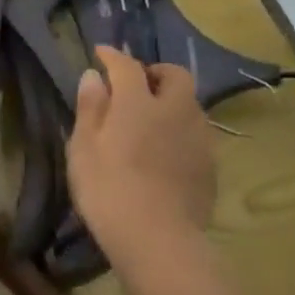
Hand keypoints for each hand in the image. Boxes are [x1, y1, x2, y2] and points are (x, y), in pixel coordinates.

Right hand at [67, 46, 215, 255]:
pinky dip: (181, 130)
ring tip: (152, 118)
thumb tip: (93, 76)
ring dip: (172, 100)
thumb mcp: (84, 149)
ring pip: (190, 103)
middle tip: (136, 85)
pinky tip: (167, 150)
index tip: (101, 53)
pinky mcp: (210, 165)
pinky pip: (196, 133)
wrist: (159, 241)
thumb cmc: (109, 191)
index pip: (127, 65)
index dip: (113, 56)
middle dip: (155, 72)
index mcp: (139, 101)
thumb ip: (90, 108)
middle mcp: (175, 110)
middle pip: (174, 75)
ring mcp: (198, 137)